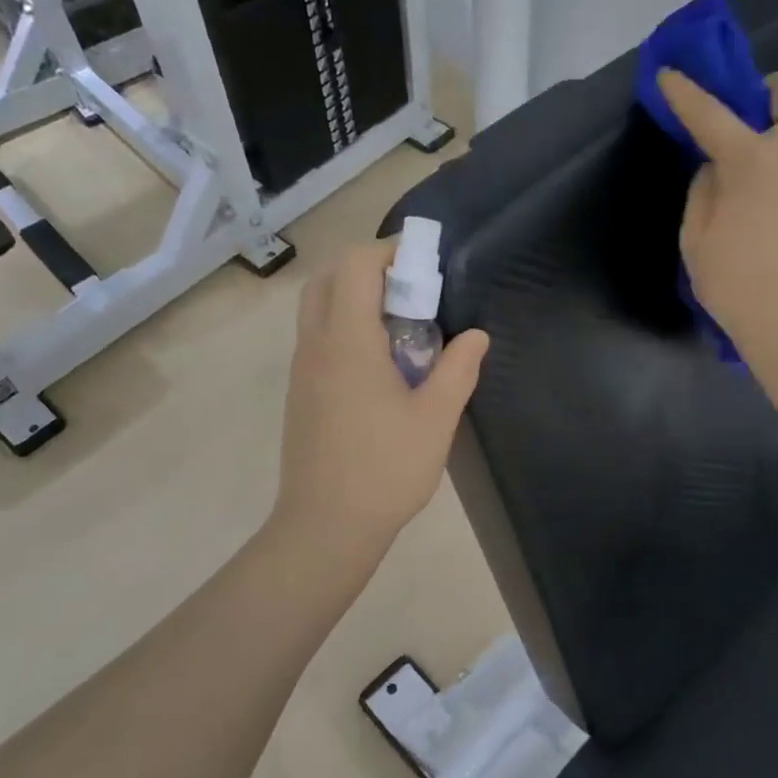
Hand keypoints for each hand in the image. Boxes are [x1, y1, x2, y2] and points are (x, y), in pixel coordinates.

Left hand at [271, 240, 489, 562]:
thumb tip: (476, 336)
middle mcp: (315, 345)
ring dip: (354, 298)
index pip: (355, 265)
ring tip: (401, 326)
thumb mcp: (435, 419)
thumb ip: (458, 369)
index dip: (389, 251)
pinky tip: (380, 364)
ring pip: (318, 308)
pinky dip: (345, 327)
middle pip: (328, 278)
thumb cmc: (385, 470)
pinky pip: (318, 338)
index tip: (425, 264)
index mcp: (346, 341)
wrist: (325, 526)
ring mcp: (302, 370)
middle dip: (368, 268)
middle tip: (411, 290)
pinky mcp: (300, 393)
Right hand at [659, 66, 777, 385]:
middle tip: (747, 126)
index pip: (711, 113)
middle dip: (769, 90)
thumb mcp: (696, 240)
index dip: (684, 92)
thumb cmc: (737, 285)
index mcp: (754, 160)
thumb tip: (719, 167)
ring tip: (760, 190)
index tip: (669, 74)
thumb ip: (704, 190)